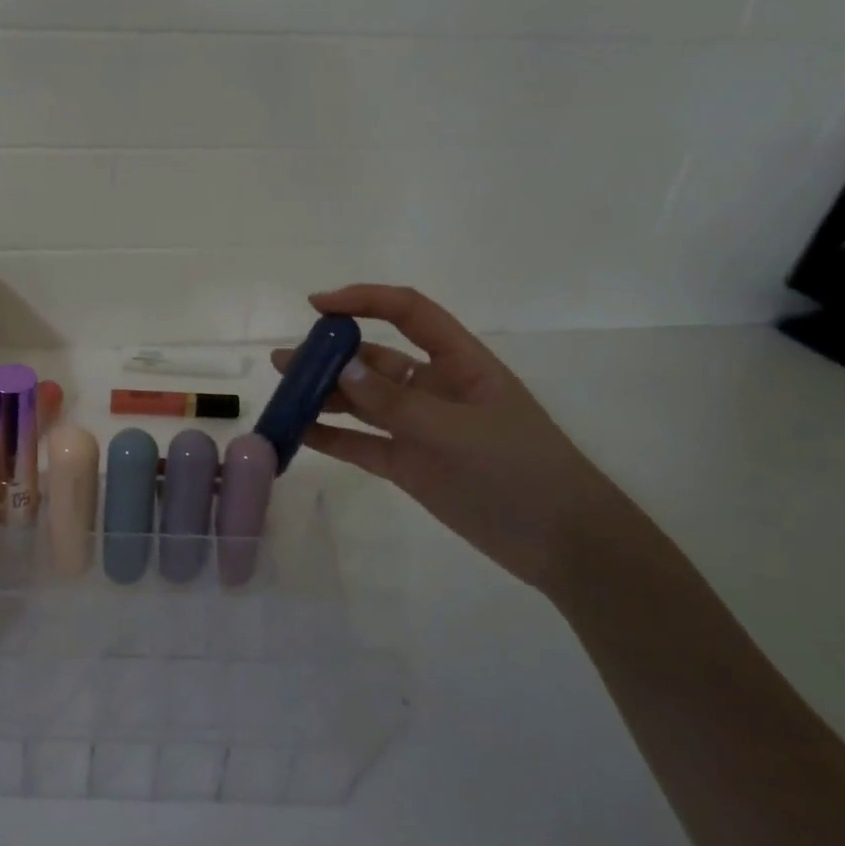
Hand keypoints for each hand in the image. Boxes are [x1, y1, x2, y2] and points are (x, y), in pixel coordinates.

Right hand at [272, 285, 649, 591]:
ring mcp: (418, 427)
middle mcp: (434, 387)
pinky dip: (330, 436)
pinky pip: (361, 443)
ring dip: (324, 394)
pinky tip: (297, 433)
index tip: (317, 306)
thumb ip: (396, 402)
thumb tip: (341, 366)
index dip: (365, 301)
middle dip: (331, 354)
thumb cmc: (522, 471)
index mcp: (459, 362)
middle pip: (374, 357)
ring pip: (361, 401)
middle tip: (286, 362)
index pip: (409, 313)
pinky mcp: (408, 464)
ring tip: (282, 393)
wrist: (562, 544)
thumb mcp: (459, 431)